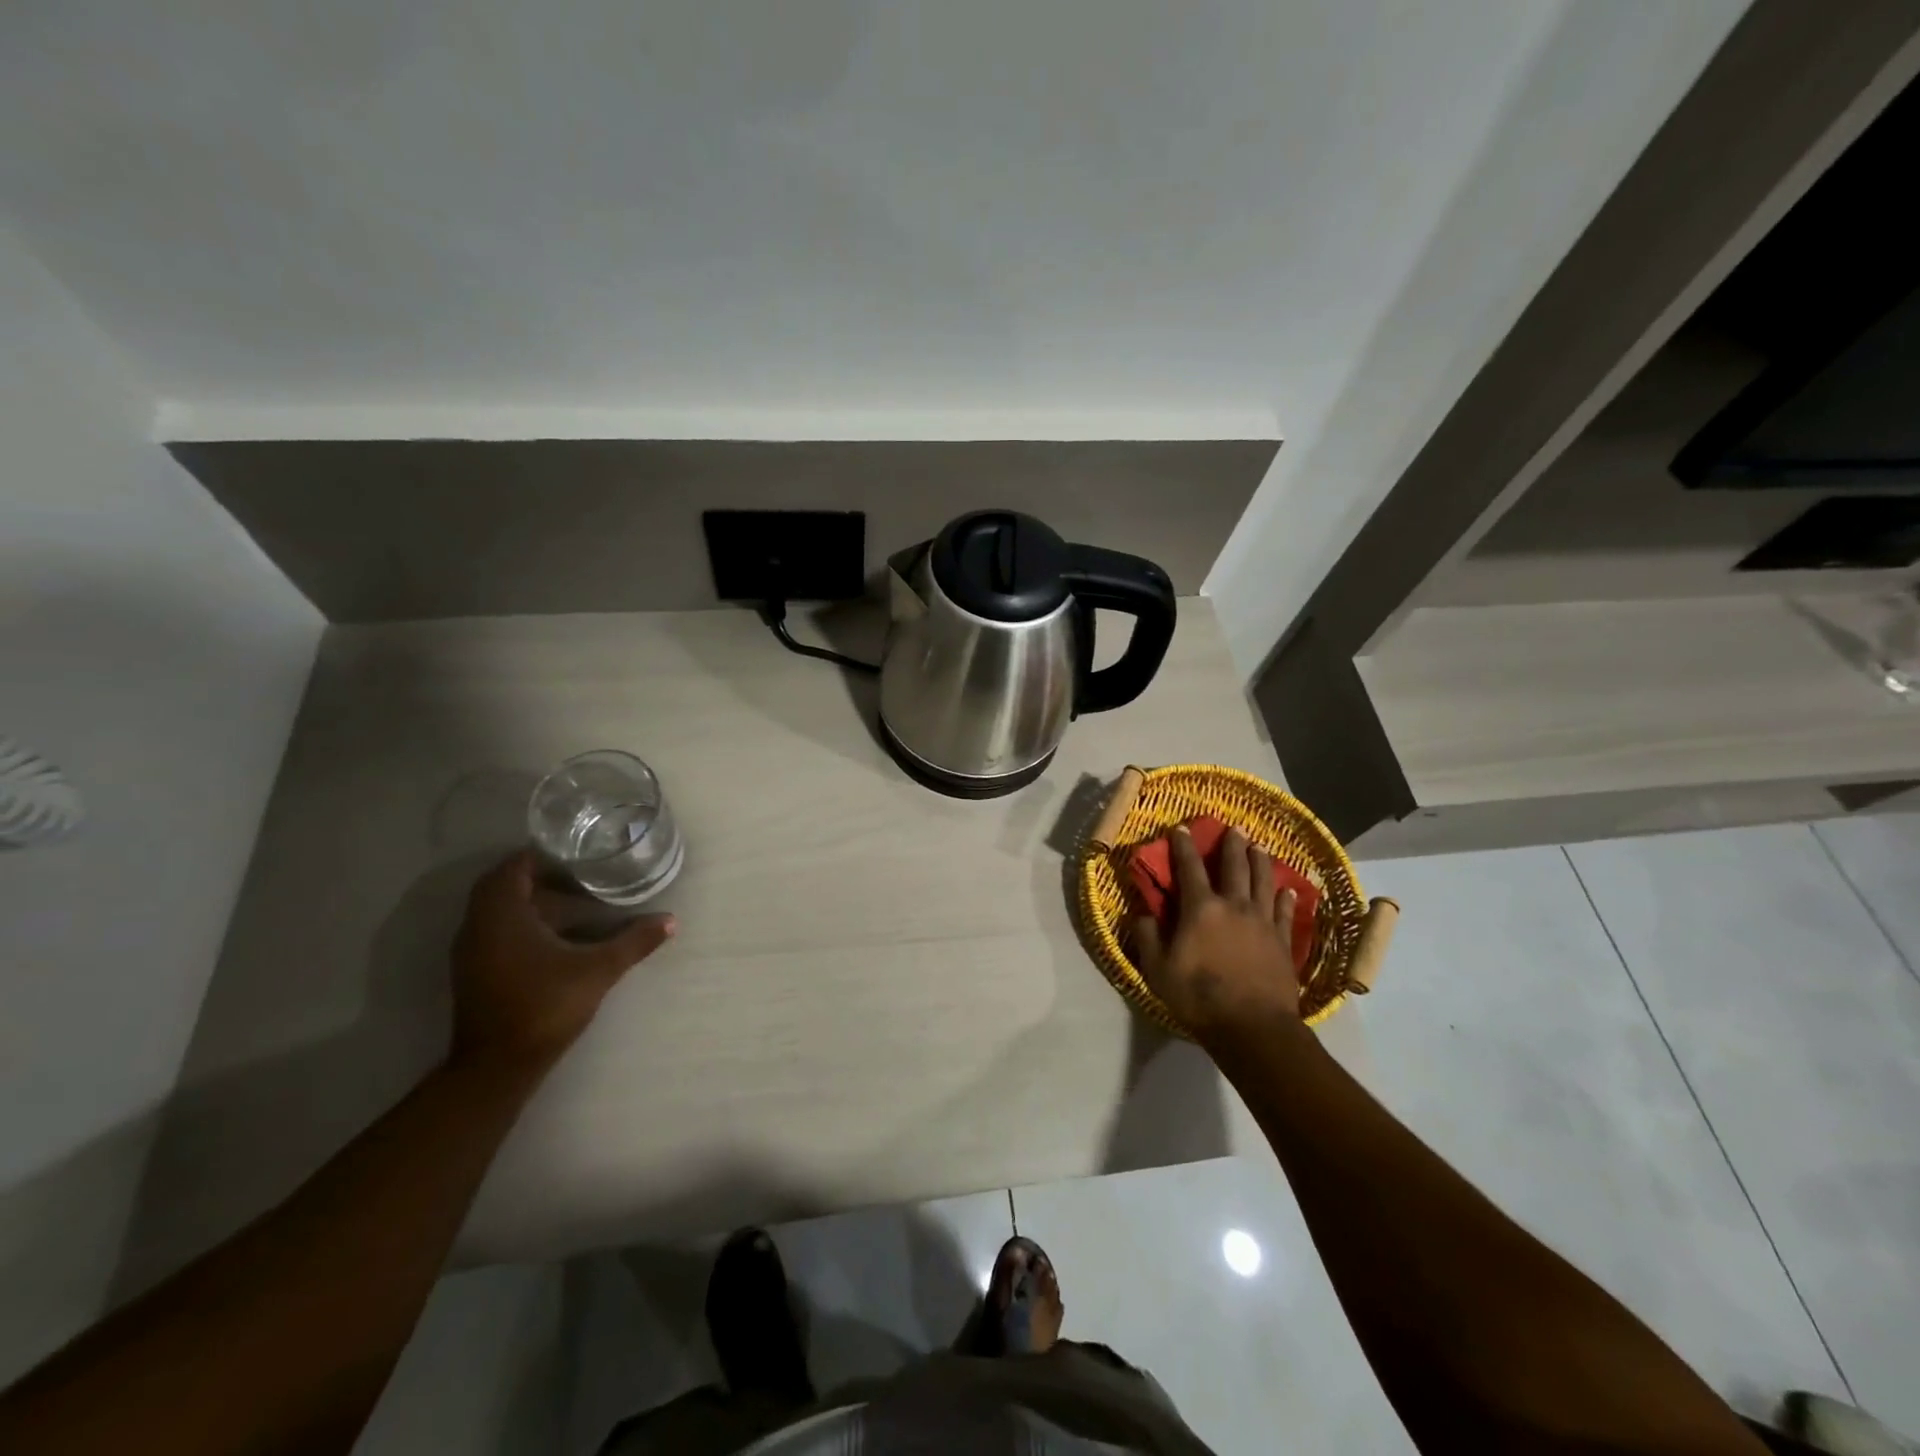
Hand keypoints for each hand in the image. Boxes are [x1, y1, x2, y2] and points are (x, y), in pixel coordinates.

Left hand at [449, 852, 675, 1077]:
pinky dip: (522, 924)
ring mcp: (472, 953)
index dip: (540, 855)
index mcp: (501, 915)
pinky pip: (496, 932)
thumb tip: (671, 921)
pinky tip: (556, 936)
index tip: (574, 853)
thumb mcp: (599, 970)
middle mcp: (478, 927)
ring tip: (574, 900)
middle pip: (503, 887)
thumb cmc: (544, 1006)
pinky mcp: (475, 973)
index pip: (512, 867)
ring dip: (530, 902)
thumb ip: (634, 942)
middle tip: (578, 873)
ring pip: (498, 912)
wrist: (498, 1067)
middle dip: (538, 877)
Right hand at [1132, 823, 1299, 1042]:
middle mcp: (1234, 906)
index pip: (1189, 868)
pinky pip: (1285, 912)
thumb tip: (1142, 912)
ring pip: (1263, 882)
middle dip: (1231, 845)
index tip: (1181, 827)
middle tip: (1234, 827)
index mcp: (1201, 909)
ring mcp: (1262, 922)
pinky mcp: (1282, 941)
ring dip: (1260, 862)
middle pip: (1234, 867)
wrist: (1252, 1026)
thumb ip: (1147, 936)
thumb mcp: (1157, 969)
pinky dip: (1286, 898)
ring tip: (1259, 847)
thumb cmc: (1198, 996)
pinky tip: (1288, 890)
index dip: (1183, 846)